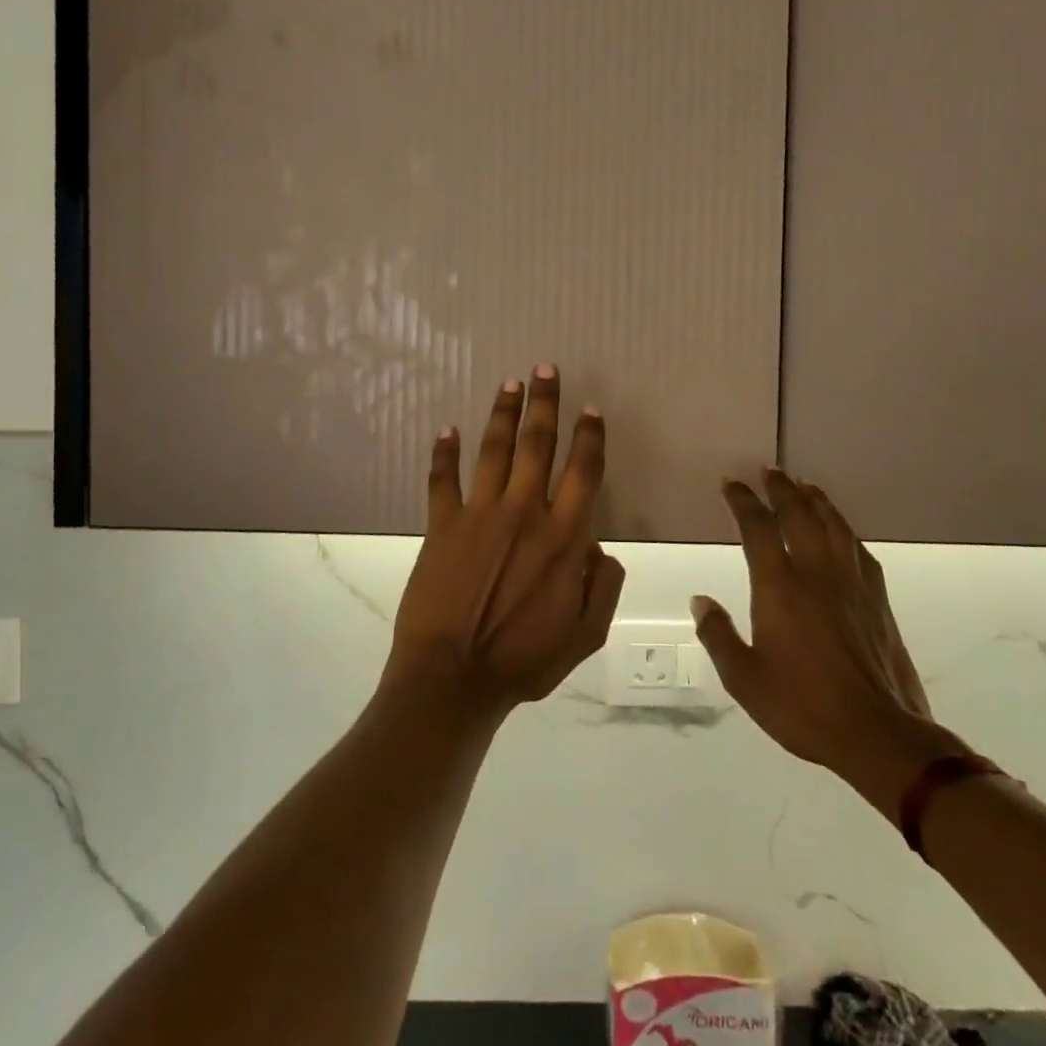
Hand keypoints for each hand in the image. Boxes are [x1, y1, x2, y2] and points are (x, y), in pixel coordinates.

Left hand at [383, 366, 626, 718]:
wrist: (453, 677)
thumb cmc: (523, 661)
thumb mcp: (584, 635)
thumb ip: (603, 587)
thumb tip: (602, 548)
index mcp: (563, 538)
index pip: (583, 472)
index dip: (590, 437)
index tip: (591, 409)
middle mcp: (524, 513)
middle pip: (538, 445)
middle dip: (544, 403)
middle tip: (545, 368)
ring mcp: (479, 515)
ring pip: (495, 451)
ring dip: (503, 414)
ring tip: (510, 384)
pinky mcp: (442, 525)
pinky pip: (443, 480)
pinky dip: (444, 453)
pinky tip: (447, 429)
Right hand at [692, 469, 960, 821]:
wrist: (879, 734)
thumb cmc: (803, 705)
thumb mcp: (744, 678)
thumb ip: (718, 635)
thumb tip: (700, 600)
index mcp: (780, 587)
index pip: (757, 528)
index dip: (743, 501)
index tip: (731, 483)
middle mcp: (816, 573)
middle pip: (799, 515)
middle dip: (782, 489)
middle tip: (769, 470)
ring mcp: (851, 584)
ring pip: (833, 526)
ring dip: (816, 501)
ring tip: (805, 485)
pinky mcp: (877, 600)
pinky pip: (859, 550)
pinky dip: (845, 530)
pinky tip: (842, 531)